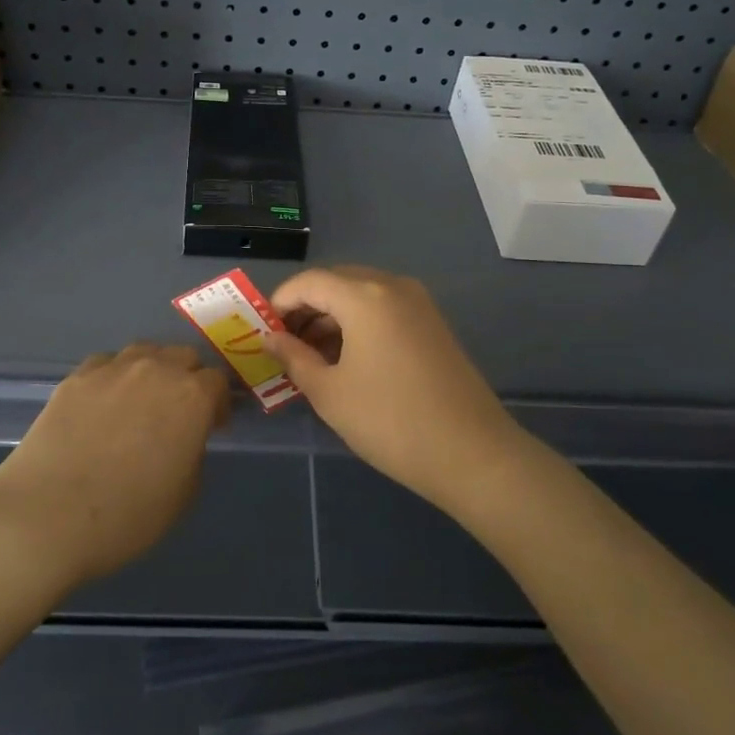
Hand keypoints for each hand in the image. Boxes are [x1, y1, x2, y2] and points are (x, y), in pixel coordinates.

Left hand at [0, 344, 230, 589]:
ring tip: (140, 402)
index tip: (211, 426)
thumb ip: (192, 452)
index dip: (217, 404)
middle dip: (188, 379)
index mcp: (192, 397)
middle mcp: (156, 370)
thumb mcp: (183, 495)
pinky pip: (106, 364)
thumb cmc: (126, 516)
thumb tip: (183, 437)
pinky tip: (102, 405)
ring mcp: (112, 369)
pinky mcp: (75, 377)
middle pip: (183, 357)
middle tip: (178, 413)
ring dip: (152, 371)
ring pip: (144, 353)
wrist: (45, 517)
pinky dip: (113, 377)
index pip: (217, 382)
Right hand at [263, 266, 520, 513]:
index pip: (309, 281)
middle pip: (336, 281)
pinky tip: (348, 358)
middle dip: (306, 307)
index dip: (280, 302)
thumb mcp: (329, 392)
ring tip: (312, 356)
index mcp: (364, 296)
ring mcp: (419, 303)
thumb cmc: (390, 421)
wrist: (471, 453)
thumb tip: (270, 338)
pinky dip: (359, 322)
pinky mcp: (433, 323)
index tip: (263, 333)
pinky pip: (385, 307)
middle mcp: (393, 286)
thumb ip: (294, 358)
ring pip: (362, 294)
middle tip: (285, 344)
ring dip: (332, 315)